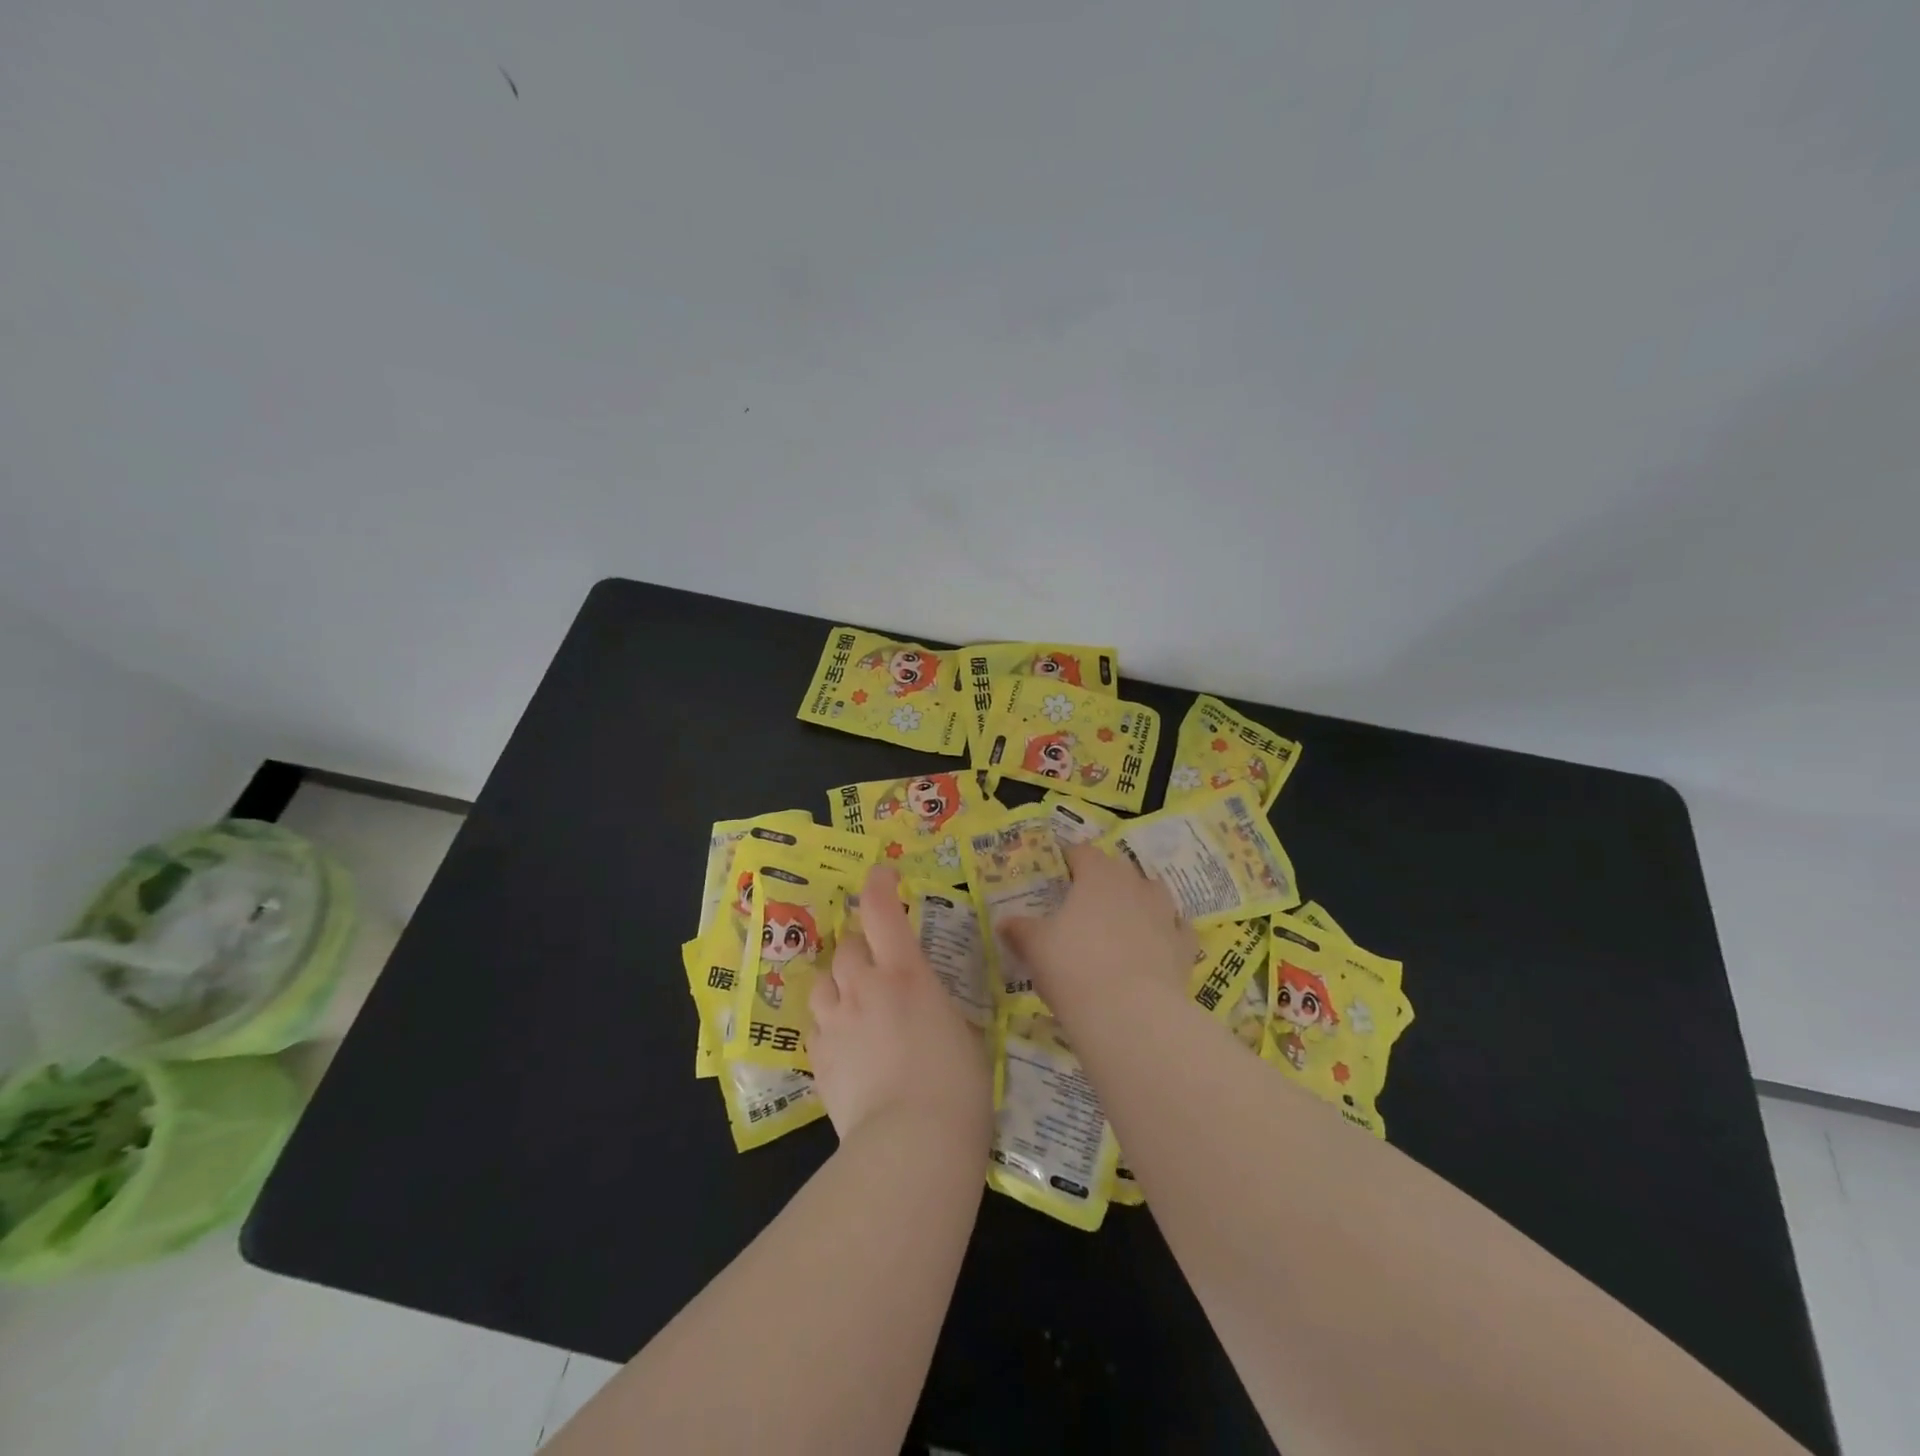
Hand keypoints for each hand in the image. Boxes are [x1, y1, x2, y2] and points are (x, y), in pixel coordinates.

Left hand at [809, 865, 991, 1151]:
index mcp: (906, 974)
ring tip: (855, 1006)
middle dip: (860, 948)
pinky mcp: (818, 1060)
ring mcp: (835, 1023)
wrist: (911, 1143)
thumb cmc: (957, 1086)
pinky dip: (830, 1026)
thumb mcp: (964, 1035)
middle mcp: (864, 988)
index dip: (879, 886)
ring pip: (823, 983)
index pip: (882, 912)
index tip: (882, 875)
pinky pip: (817, 1027)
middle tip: (878, 967)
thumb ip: (939, 1010)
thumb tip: (932, 1011)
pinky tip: (847, 1049)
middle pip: (847, 946)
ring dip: (838, 985)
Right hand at [1002, 843, 1195, 1006]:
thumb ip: (1019, 930)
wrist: (1129, 1013)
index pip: (1083, 852)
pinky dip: (1167, 931)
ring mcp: (1165, 914)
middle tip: (1085, 898)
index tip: (1058, 870)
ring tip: (1123, 917)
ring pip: (1154, 892)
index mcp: (1098, 876)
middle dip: (1104, 877)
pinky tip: (1157, 943)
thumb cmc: (1073, 967)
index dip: (1069, 858)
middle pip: (1120, 868)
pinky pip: (1177, 929)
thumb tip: (1004, 922)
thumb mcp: (1035, 946)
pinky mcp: (1184, 947)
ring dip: (1139, 898)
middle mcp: (1135, 886)